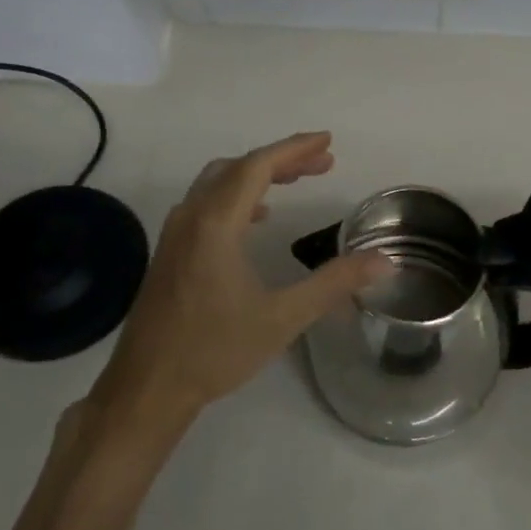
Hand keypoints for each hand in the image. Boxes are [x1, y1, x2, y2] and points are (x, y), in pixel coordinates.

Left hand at [91, 132, 391, 426]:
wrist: (147, 387)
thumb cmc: (215, 350)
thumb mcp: (283, 317)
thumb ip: (334, 283)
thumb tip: (383, 261)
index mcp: (215, 223)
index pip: (257, 167)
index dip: (294, 149)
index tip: (327, 142)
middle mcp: (191, 217)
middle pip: (238, 168)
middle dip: (281, 159)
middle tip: (322, 162)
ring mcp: (175, 233)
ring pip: (218, 183)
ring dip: (257, 175)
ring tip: (294, 181)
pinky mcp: (170, 251)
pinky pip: (206, 203)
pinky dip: (236, 196)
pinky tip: (256, 219)